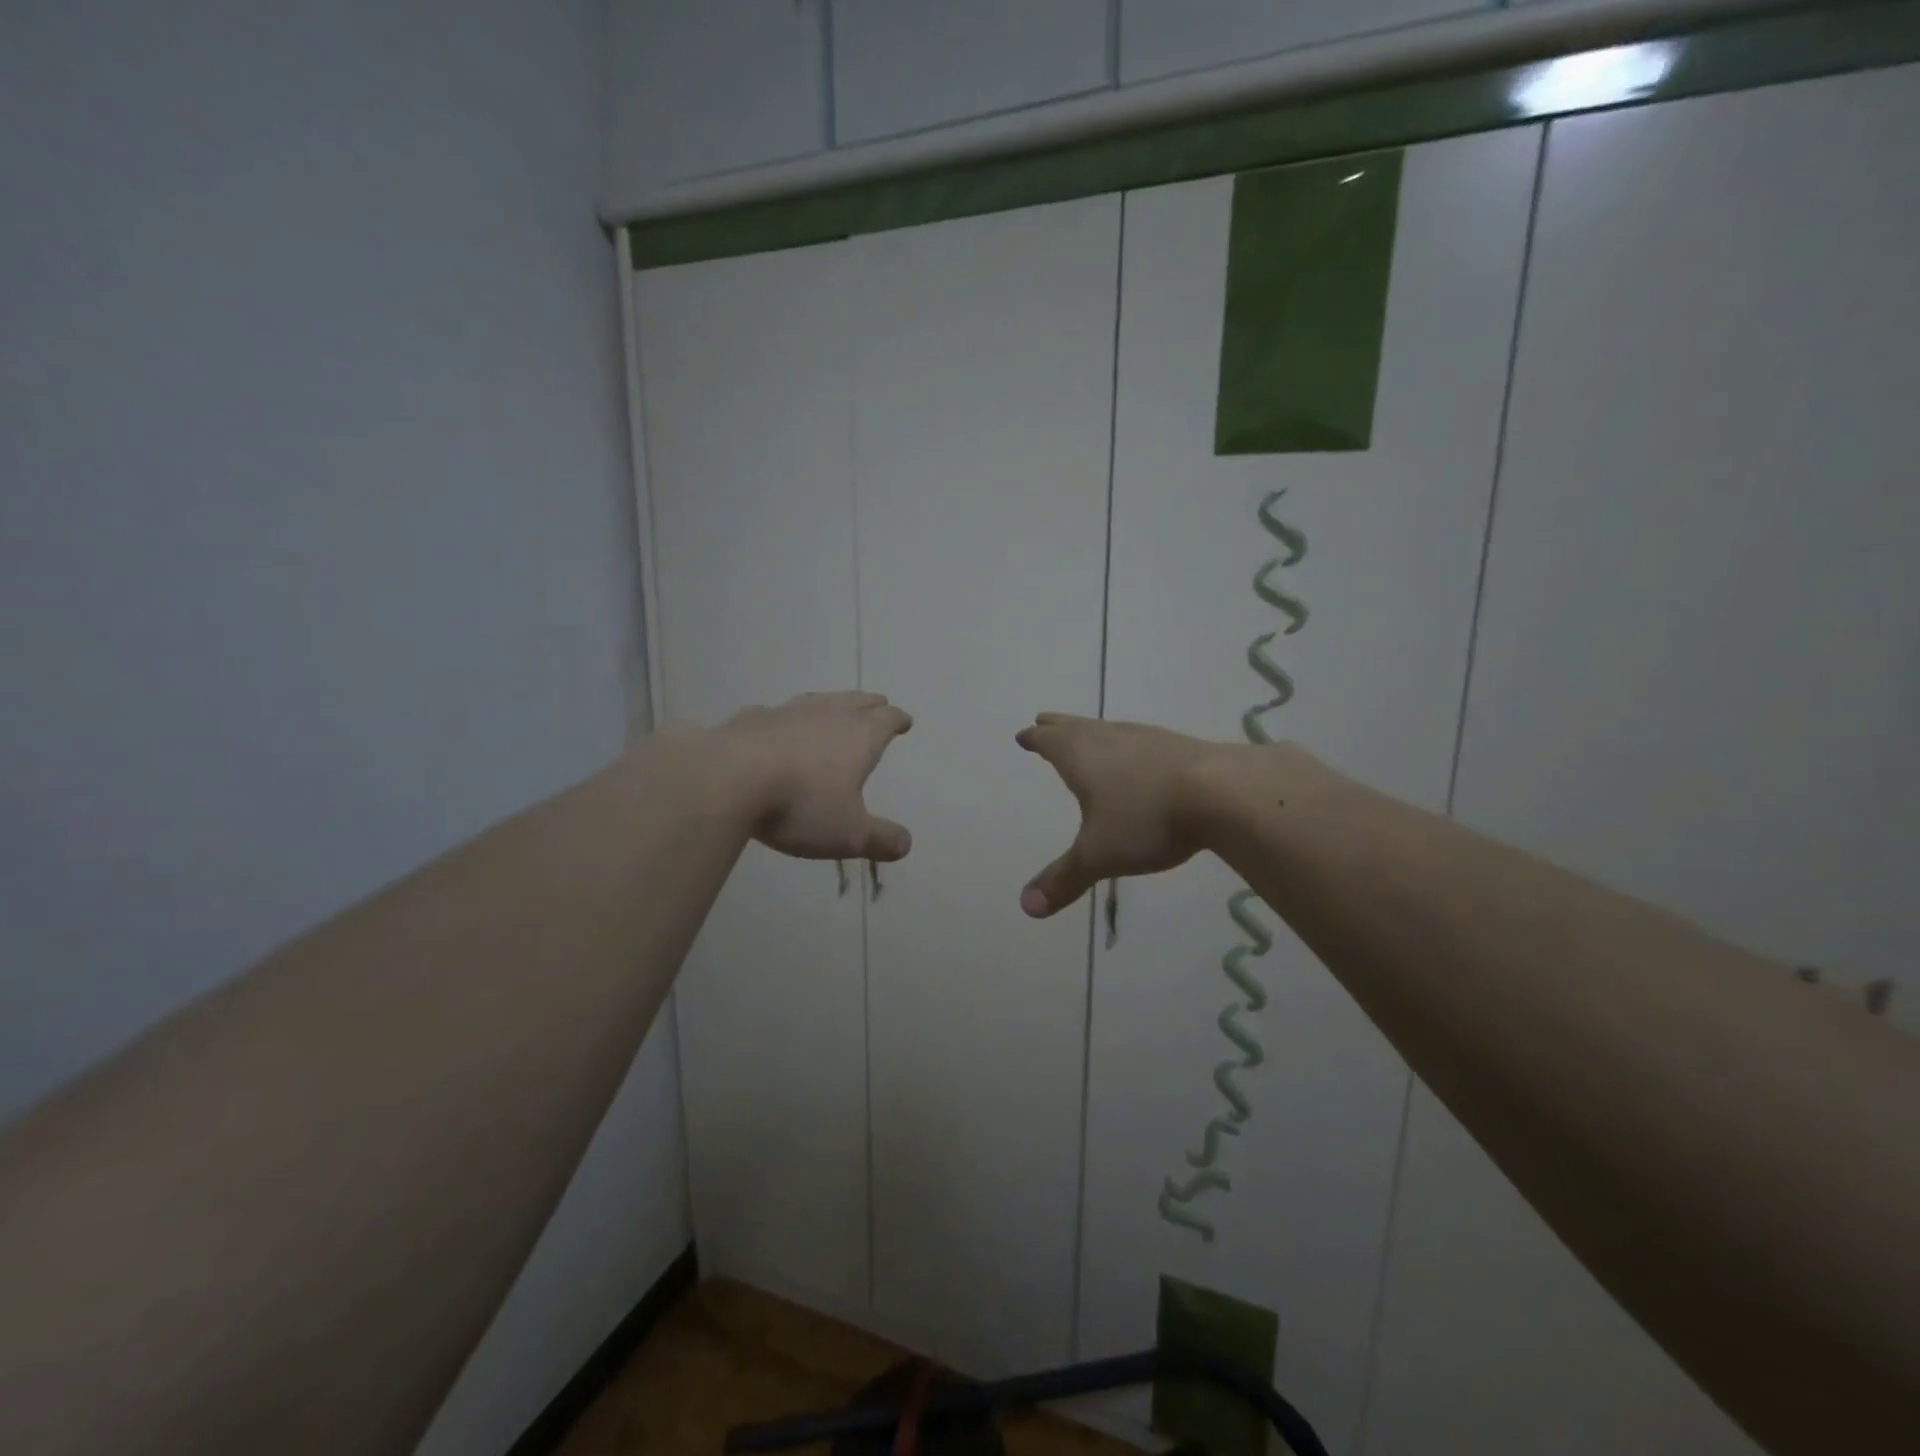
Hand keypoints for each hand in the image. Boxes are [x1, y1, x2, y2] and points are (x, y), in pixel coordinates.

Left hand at [720, 692, 913, 861]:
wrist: (728, 779)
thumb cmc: (801, 805)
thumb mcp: (848, 834)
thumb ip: (879, 838)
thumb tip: (905, 844)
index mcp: (860, 737)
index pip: (887, 720)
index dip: (898, 720)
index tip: (904, 721)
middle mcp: (828, 714)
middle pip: (856, 701)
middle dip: (870, 705)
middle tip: (877, 706)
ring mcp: (787, 712)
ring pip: (818, 700)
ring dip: (831, 704)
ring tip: (834, 708)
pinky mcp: (750, 718)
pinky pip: (775, 713)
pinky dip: (784, 719)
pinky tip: (776, 726)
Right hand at [1014, 713, 1225, 916]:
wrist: (1221, 792)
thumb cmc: (1147, 819)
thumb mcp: (1100, 855)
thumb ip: (1064, 879)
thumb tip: (1026, 906)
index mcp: (1081, 757)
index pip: (1050, 742)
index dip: (1035, 739)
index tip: (1025, 734)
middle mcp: (1110, 739)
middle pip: (1076, 727)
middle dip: (1057, 726)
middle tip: (1044, 720)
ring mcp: (1147, 739)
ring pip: (1108, 729)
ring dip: (1091, 731)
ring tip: (1087, 735)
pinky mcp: (1178, 746)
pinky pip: (1140, 739)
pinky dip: (1127, 743)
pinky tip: (1139, 754)